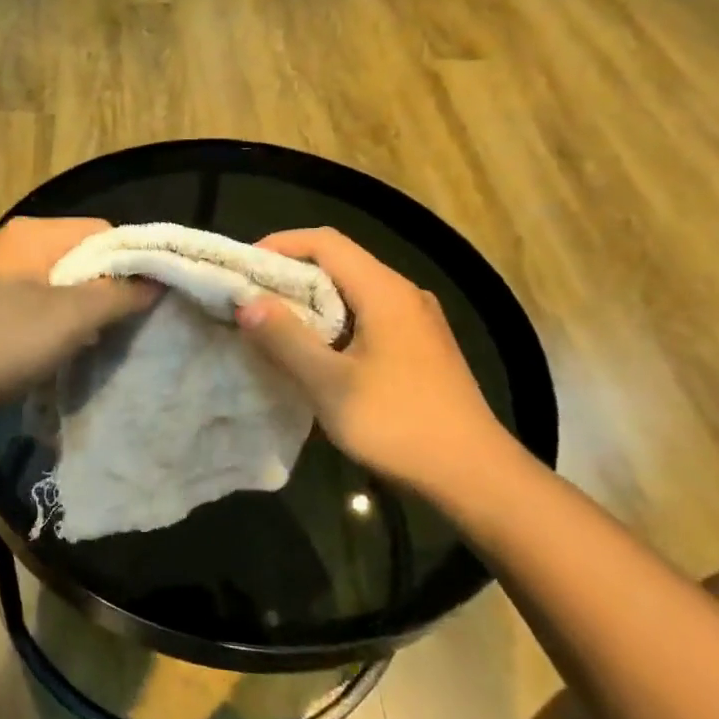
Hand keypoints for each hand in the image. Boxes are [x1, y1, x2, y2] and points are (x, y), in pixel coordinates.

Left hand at [0, 217, 157, 432]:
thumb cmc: (0, 340)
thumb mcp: (70, 317)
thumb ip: (118, 295)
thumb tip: (157, 280)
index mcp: (33, 234)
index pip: (102, 232)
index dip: (131, 261)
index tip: (150, 298)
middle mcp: (14, 247)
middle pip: (80, 259)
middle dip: (107, 290)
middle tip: (126, 325)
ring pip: (59, 287)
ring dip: (82, 313)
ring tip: (98, 342)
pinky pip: (35, 309)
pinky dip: (54, 327)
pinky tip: (62, 353)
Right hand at [235, 228, 518, 499]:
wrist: (474, 475)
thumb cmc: (398, 423)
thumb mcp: (330, 385)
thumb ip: (286, 339)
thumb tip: (247, 302)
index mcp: (385, 292)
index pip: (326, 242)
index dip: (280, 245)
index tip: (244, 269)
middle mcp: (404, 295)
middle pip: (339, 264)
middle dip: (290, 276)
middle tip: (250, 300)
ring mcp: (416, 322)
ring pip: (353, 293)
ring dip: (310, 303)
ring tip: (273, 327)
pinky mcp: (419, 348)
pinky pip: (367, 318)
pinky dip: (333, 324)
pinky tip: (315, 355)